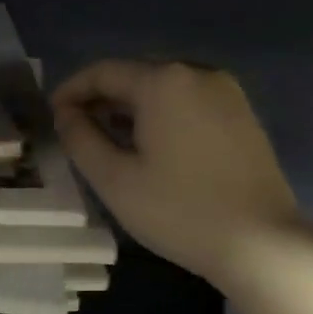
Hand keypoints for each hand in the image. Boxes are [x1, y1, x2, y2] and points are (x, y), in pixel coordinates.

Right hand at [53, 60, 297, 288]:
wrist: (260, 241)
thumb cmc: (178, 210)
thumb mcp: (115, 179)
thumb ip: (81, 139)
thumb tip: (66, 114)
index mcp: (163, 82)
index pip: (103, 72)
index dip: (71, 91)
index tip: (52, 117)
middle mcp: (197, 73)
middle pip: (135, 75)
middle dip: (101, 99)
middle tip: (77, 131)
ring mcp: (227, 93)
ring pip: (164, 90)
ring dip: (131, 109)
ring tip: (110, 142)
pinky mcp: (243, 115)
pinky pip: (189, 103)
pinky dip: (162, 117)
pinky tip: (152, 148)